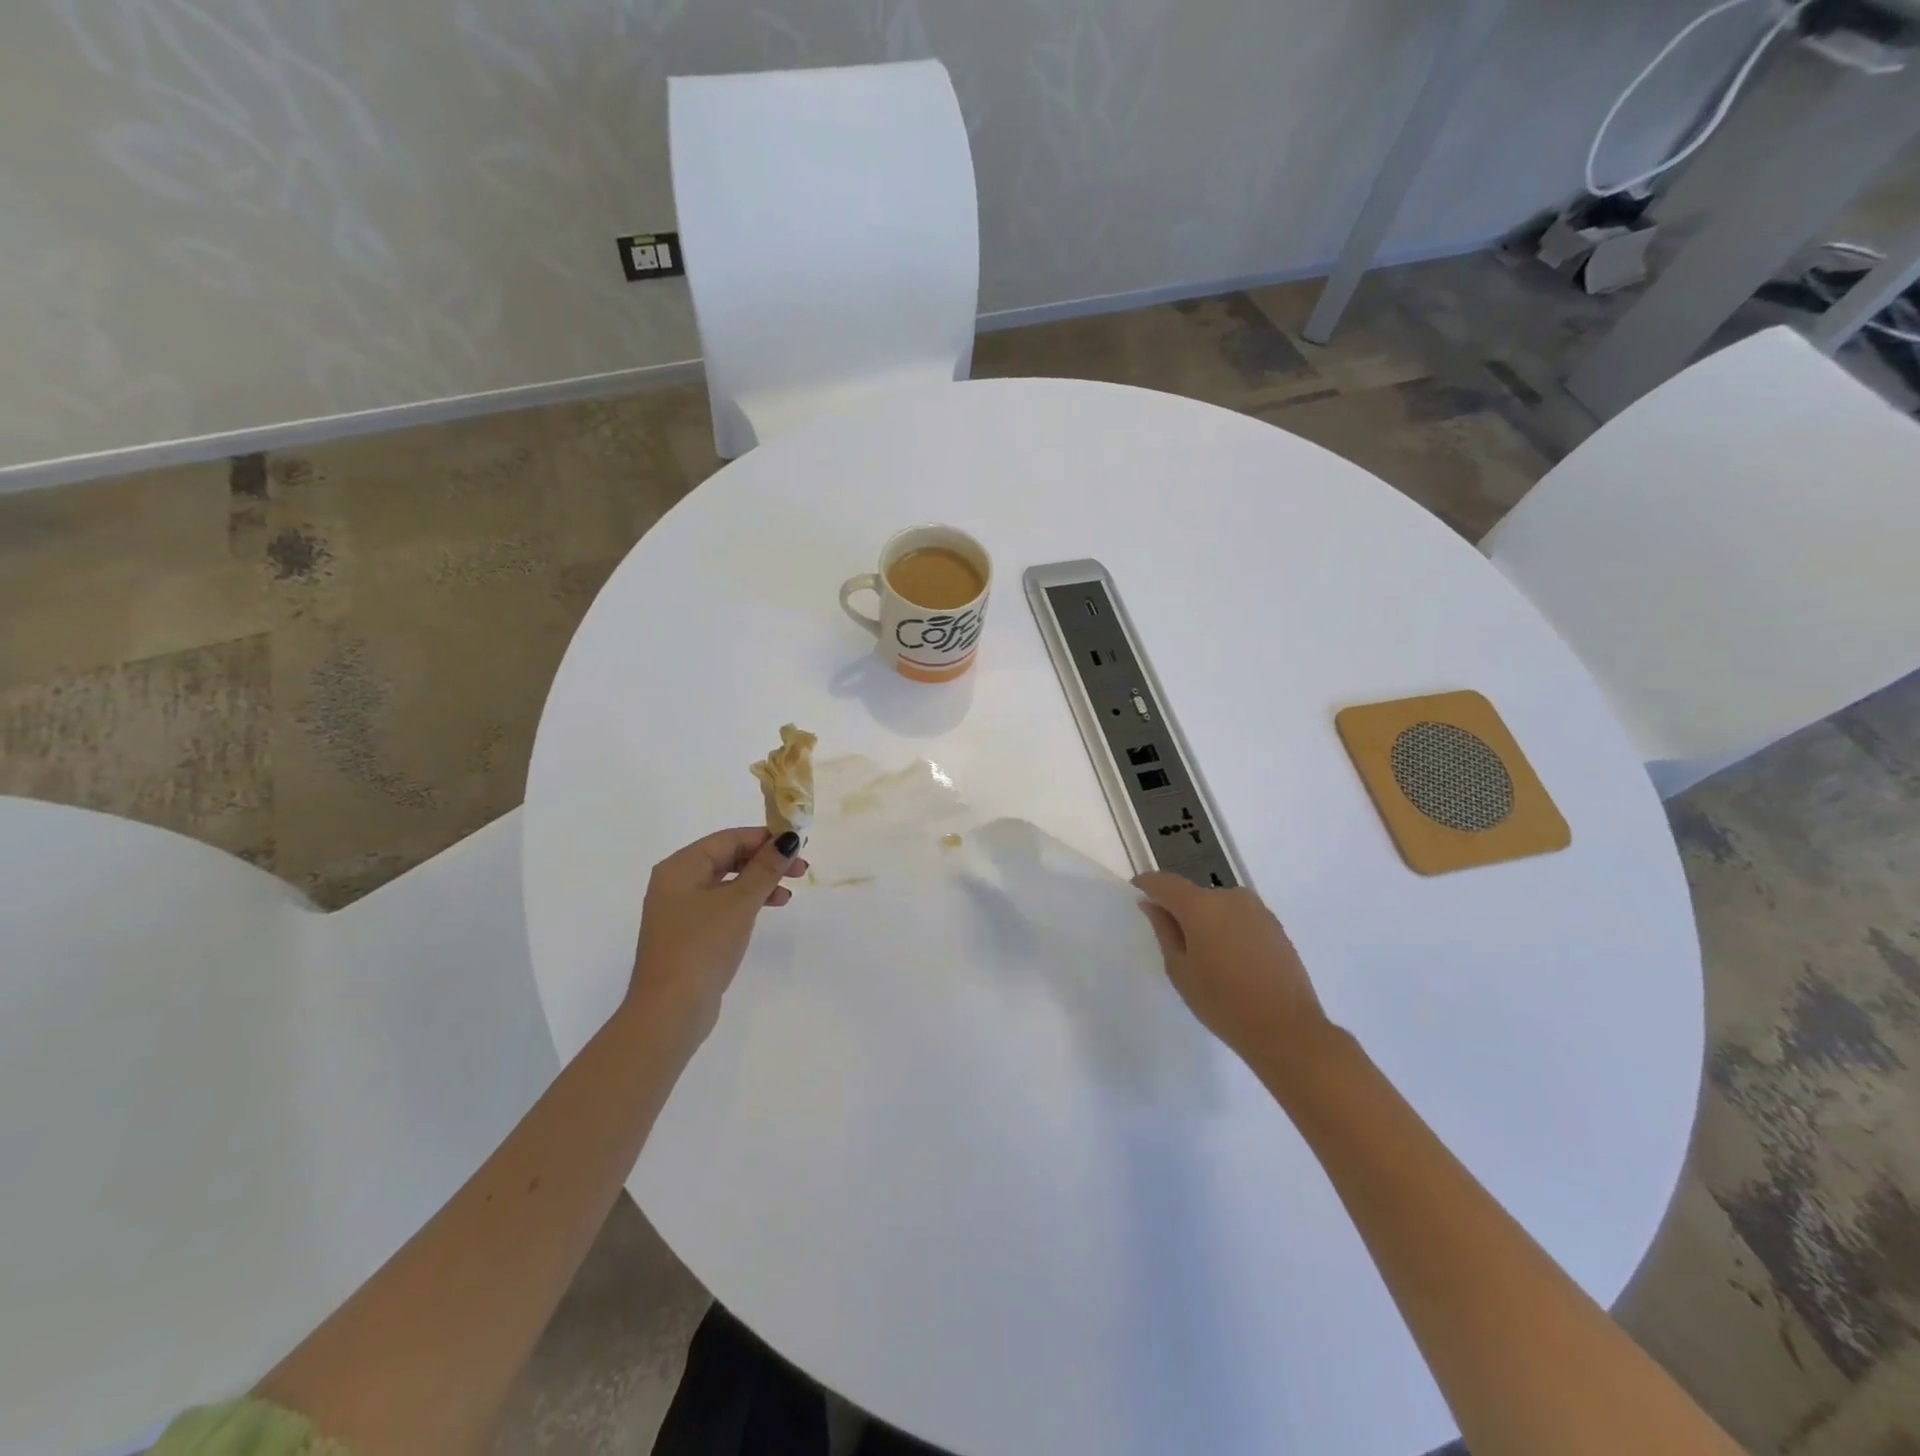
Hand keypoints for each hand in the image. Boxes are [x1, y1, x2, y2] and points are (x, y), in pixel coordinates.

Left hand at [629, 828, 806, 1039]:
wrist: (671, 1010)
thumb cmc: (703, 946)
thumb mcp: (740, 902)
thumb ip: (765, 868)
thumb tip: (788, 838)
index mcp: (680, 867)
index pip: (729, 838)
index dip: (765, 838)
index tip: (799, 845)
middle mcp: (676, 882)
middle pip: (727, 858)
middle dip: (765, 861)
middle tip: (801, 870)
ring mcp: (680, 910)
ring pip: (727, 883)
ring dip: (759, 882)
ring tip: (788, 893)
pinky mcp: (689, 934)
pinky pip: (722, 905)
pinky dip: (747, 903)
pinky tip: (767, 911)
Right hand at [1133, 873, 1330, 1060]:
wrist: (1286, 1030)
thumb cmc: (1222, 1002)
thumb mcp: (1180, 970)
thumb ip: (1164, 931)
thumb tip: (1152, 905)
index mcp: (1200, 906)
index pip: (1165, 883)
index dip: (1148, 884)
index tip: (1136, 892)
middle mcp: (1230, 897)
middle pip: (1194, 895)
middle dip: (1180, 909)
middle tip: (1173, 940)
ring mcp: (1257, 910)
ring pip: (1219, 907)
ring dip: (1207, 921)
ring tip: (1205, 956)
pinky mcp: (1275, 926)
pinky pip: (1240, 918)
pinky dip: (1228, 930)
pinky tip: (1230, 960)